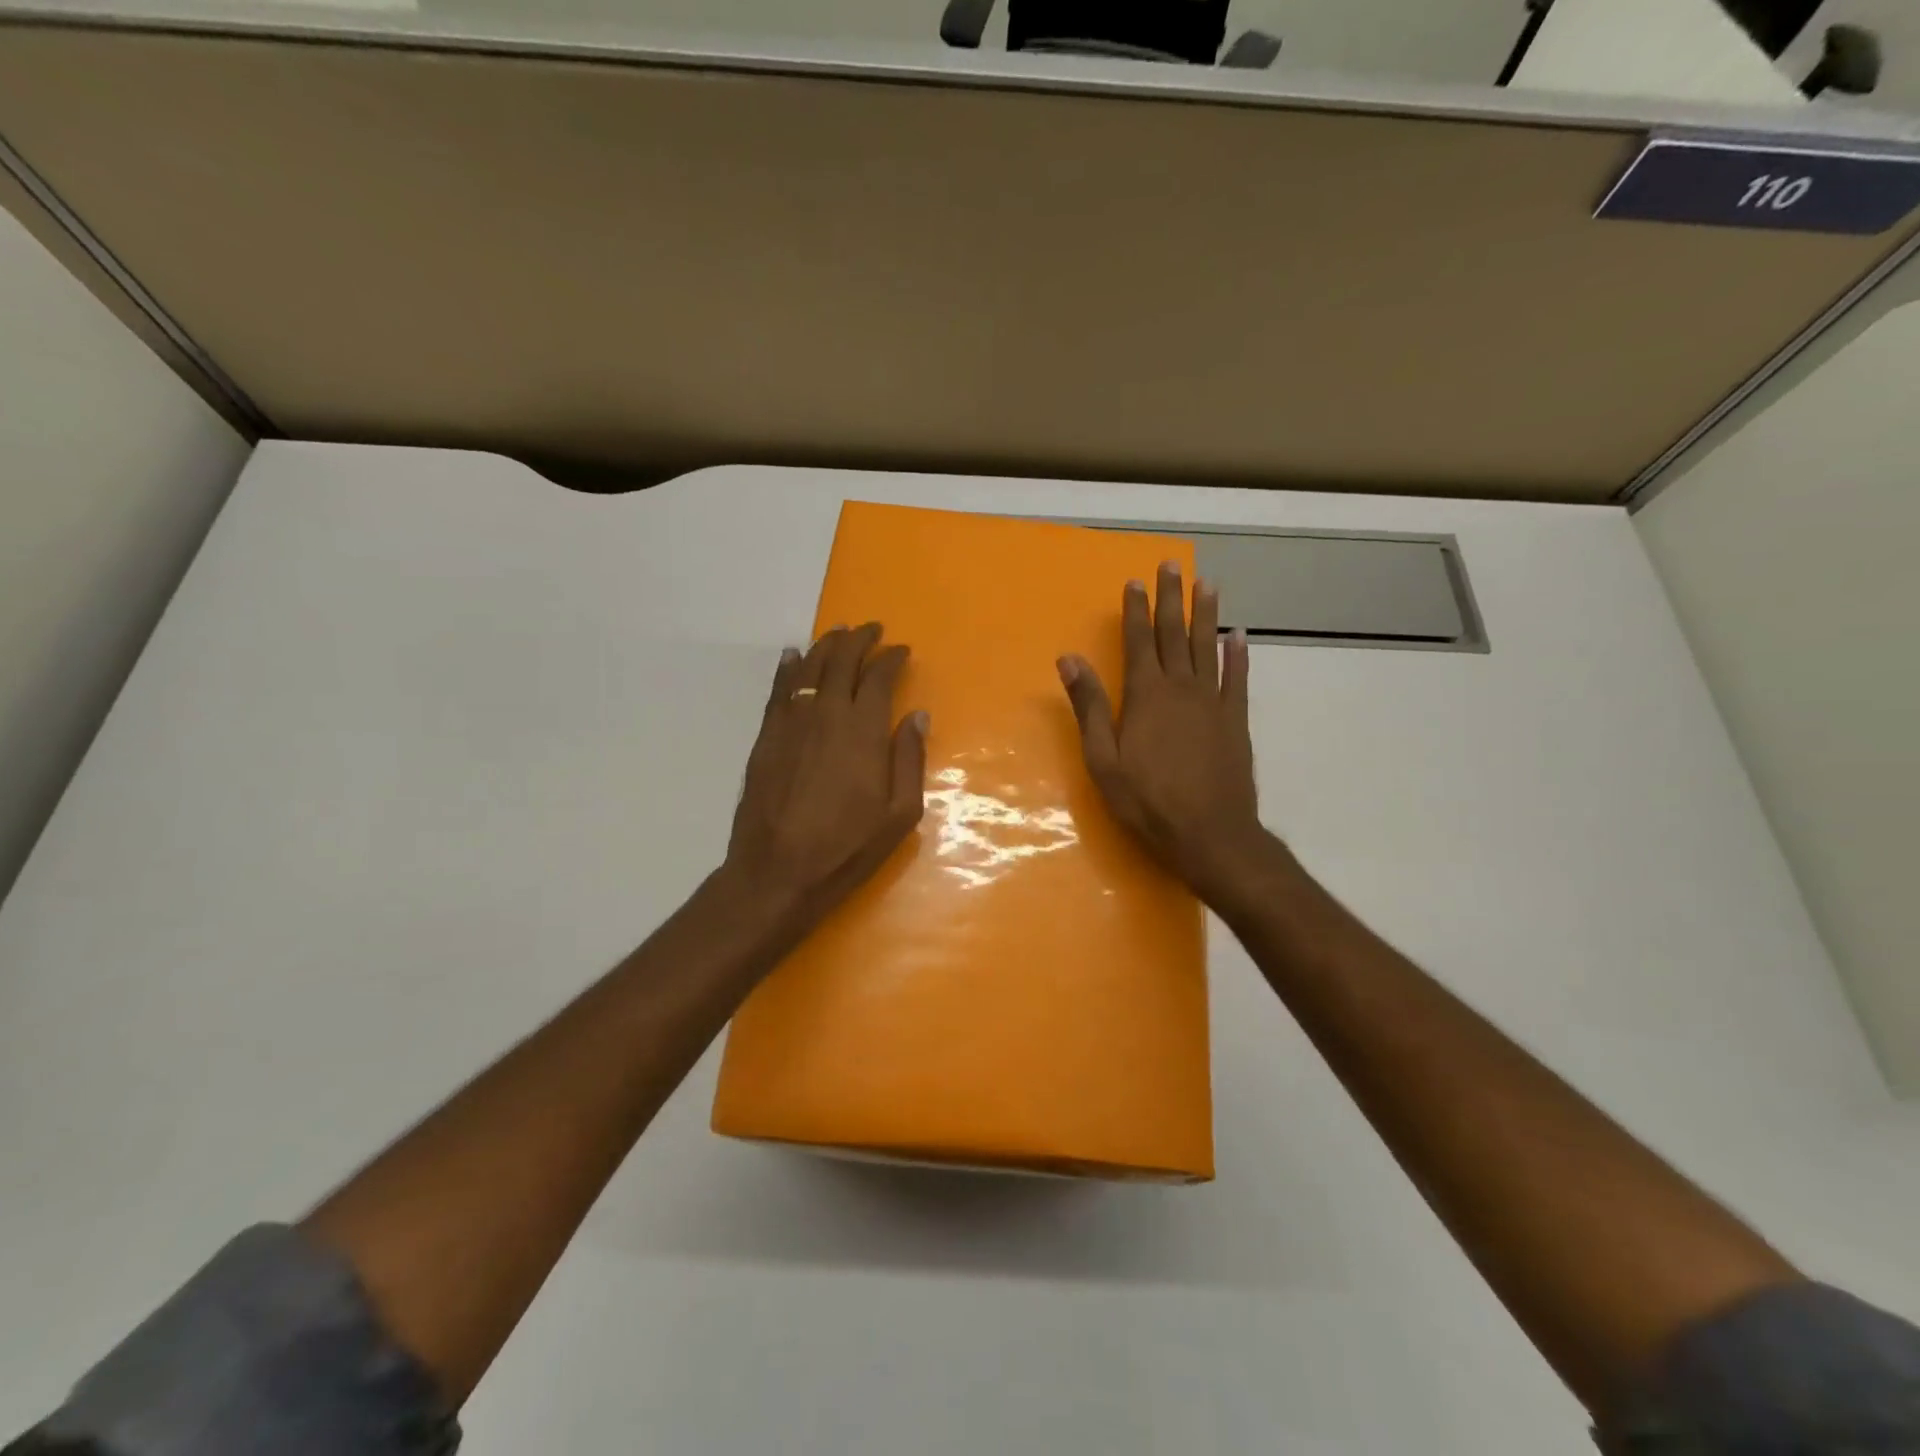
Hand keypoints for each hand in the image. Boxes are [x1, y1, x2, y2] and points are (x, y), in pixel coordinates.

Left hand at [726, 623, 927, 925]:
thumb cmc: (846, 848)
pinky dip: (788, 668)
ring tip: (837, 632)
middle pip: (841, 661)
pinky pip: (779, 690)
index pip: (878, 677)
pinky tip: (793, 657)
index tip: (902, 650)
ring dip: (825, 646)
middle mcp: (826, 714)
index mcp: (863, 731)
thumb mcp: (899, 814)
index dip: (891, 658)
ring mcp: (791, 723)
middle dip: (859, 640)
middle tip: (871, 629)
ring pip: (808, 669)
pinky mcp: (766, 738)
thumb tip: (918, 715)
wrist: (776, 872)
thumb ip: (909, 759)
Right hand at [1057, 562, 1266, 904]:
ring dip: (1207, 614)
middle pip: (1175, 634)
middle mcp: (1182, 688)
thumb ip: (1089, 706)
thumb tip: (1069, 659)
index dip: (1135, 610)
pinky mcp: (1236, 720)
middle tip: (1171, 565)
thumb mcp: (1103, 758)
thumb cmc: (1147, 801)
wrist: (1210, 833)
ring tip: (1207, 583)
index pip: (1139, 641)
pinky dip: (1237, 654)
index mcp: (1146, 696)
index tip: (1134, 581)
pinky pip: (1237, 678)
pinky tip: (1238, 636)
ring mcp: (1213, 702)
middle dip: (1171, 599)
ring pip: (1208, 647)